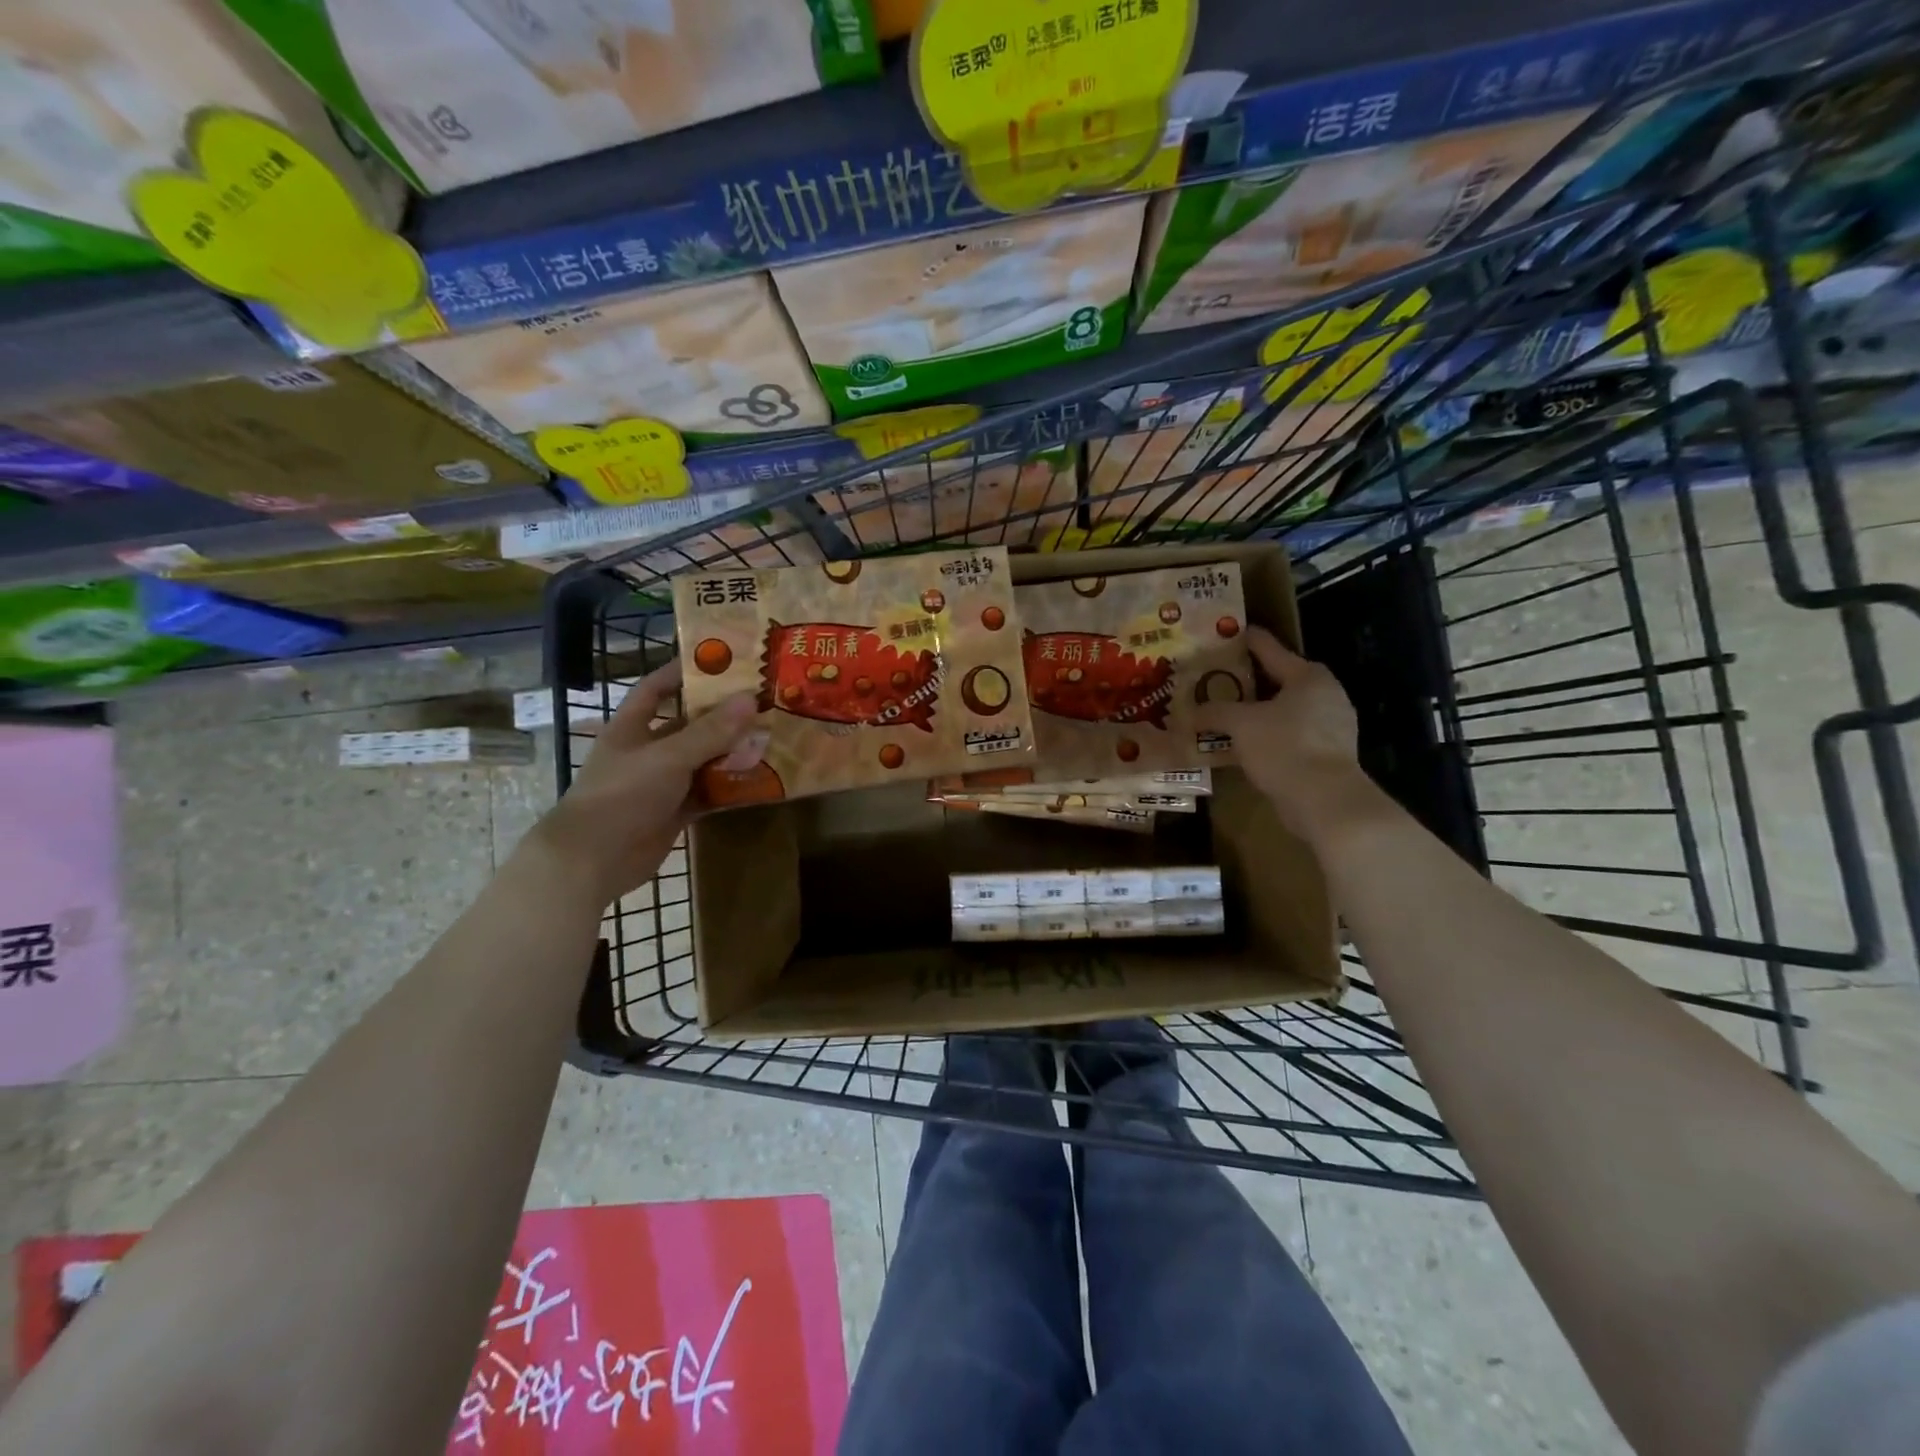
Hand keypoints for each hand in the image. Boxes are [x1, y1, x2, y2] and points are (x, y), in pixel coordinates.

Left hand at [526, 659, 758, 906]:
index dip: (681, 673)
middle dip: (721, 716)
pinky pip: (708, 794)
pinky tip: (760, 779)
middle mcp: (647, 751)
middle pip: (688, 725)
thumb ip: (710, 731)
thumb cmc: (622, 795)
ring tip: (770, 737)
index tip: (719, 661)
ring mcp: (661, 784)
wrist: (593, 859)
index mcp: (632, 728)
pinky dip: (730, 788)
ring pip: (702, 761)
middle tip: (762, 701)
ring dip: (731, 753)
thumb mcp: (669, 757)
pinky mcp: (674, 812)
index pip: (655, 689)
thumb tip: (750, 699)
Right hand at [1195, 626, 1373, 841]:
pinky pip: (1287, 735)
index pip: (1269, 648)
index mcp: (1308, 675)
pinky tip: (1241, 744)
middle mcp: (1325, 694)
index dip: (1244, 640)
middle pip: (1277, 680)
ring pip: (1282, 710)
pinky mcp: (1327, 754)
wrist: (1325, 801)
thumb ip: (1213, 712)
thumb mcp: (1241, 724)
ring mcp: (1330, 726)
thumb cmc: (1285, 747)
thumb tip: (1188, 712)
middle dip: (1245, 682)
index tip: (1222, 634)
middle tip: (1213, 680)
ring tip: (1223, 713)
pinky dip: (1265, 736)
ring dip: (1255, 712)